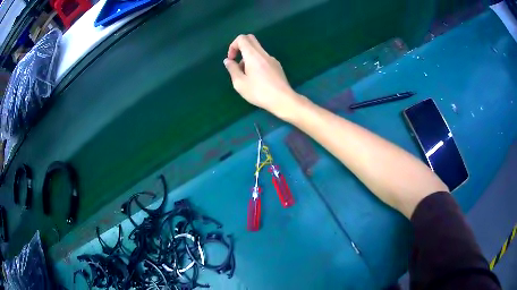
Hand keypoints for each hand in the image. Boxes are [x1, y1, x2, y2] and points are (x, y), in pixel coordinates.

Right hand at [224, 34, 301, 118]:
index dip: (233, 45)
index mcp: (253, 55)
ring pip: (257, 50)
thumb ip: (232, 69)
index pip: (242, 38)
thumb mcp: (240, 83)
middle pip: (251, 40)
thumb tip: (228, 61)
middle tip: (237, 62)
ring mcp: (272, 59)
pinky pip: (263, 58)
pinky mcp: (277, 66)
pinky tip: (257, 79)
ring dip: (248, 58)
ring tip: (246, 77)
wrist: (283, 100)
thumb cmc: (259, 92)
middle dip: (240, 47)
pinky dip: (256, 63)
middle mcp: (263, 53)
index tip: (231, 59)